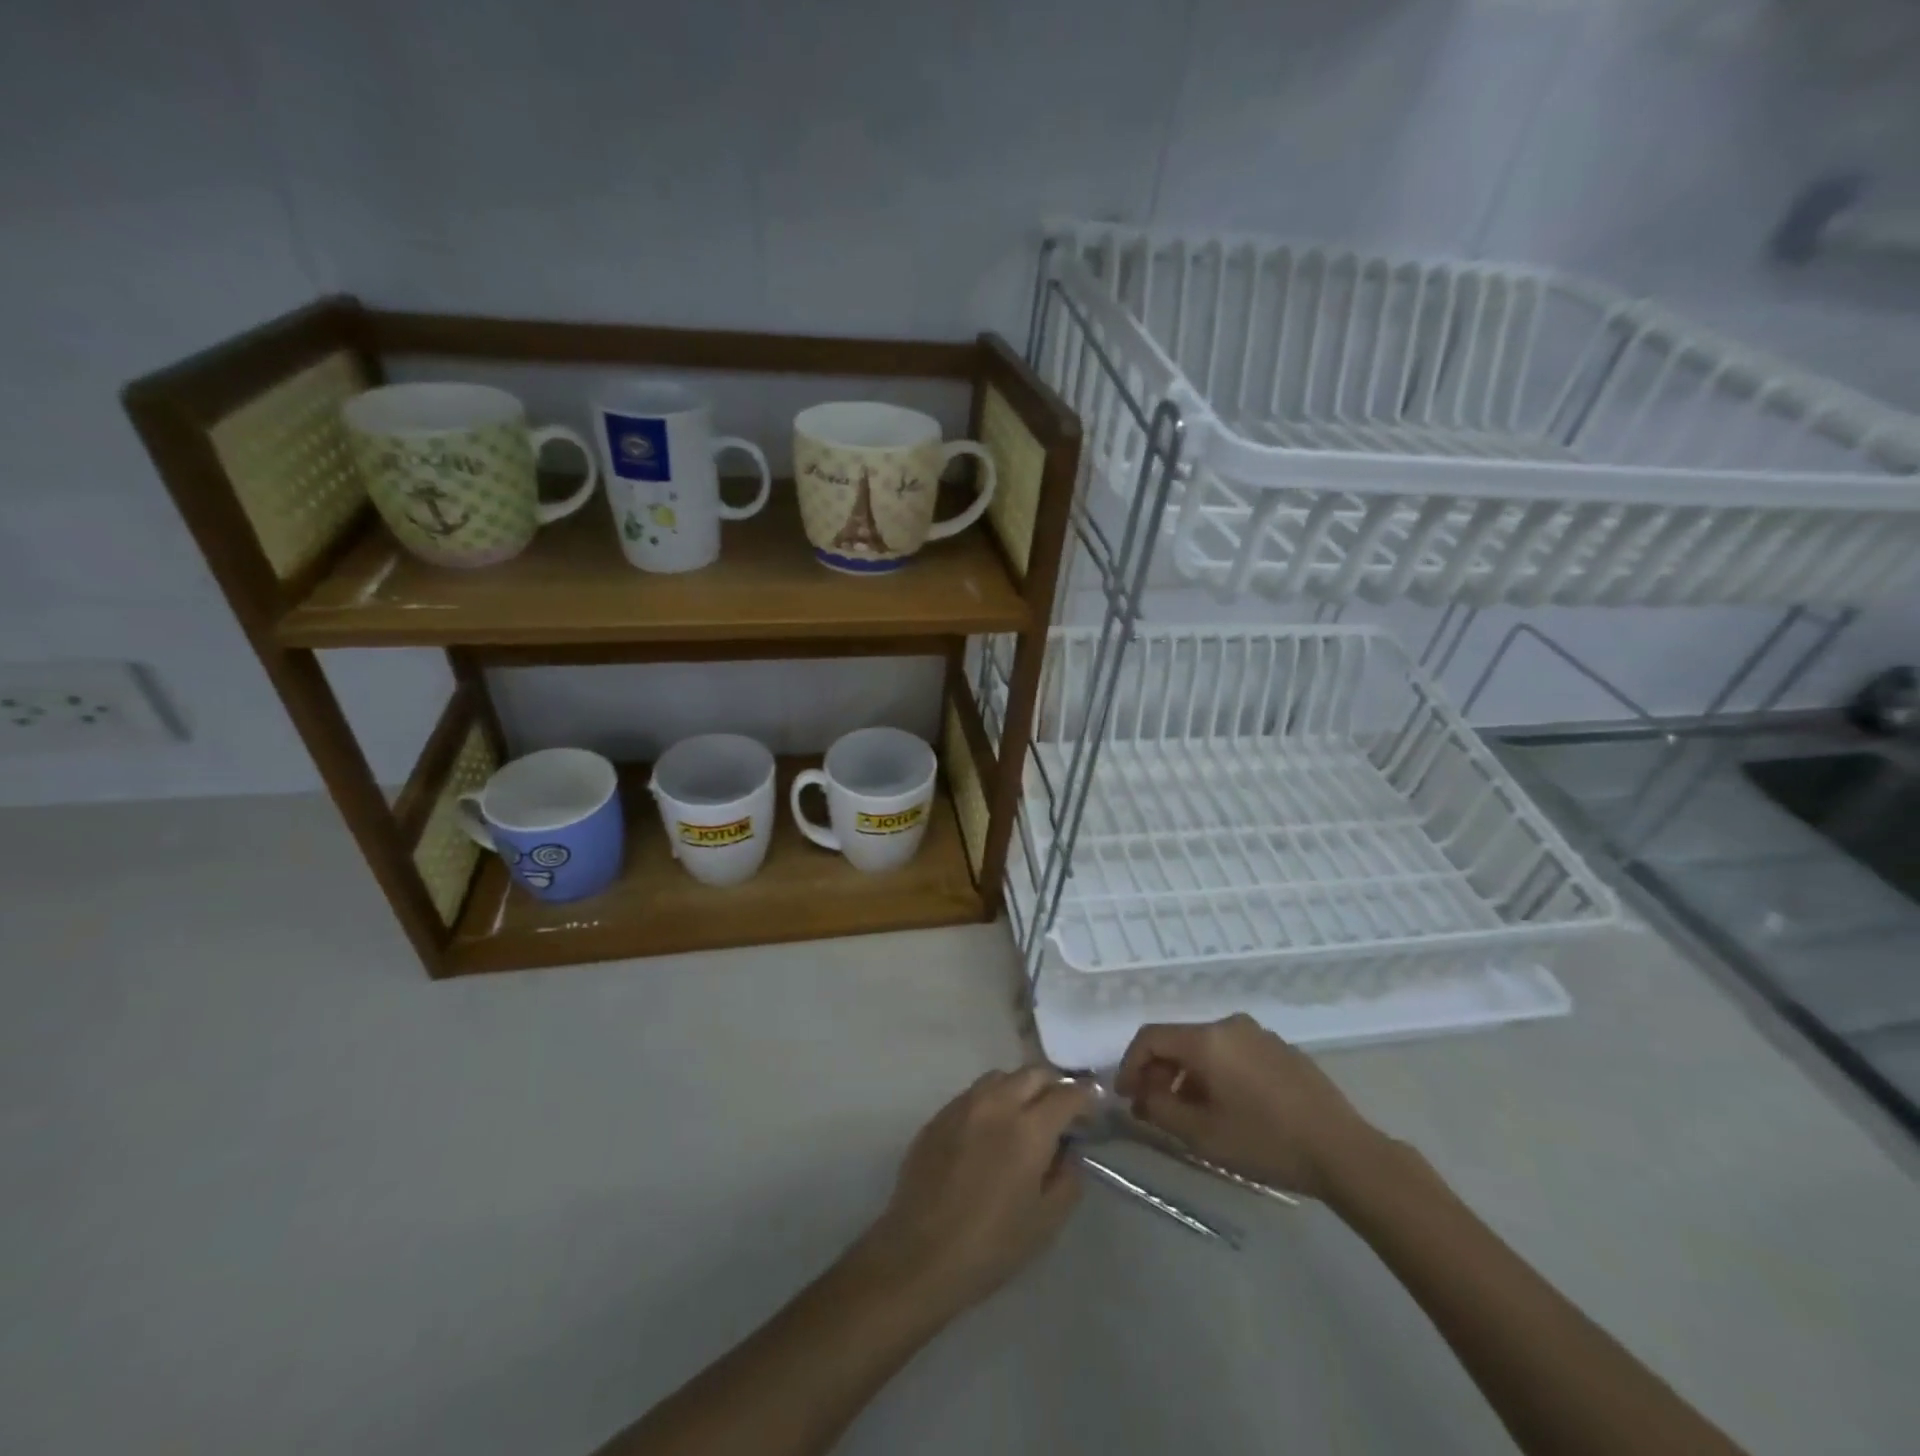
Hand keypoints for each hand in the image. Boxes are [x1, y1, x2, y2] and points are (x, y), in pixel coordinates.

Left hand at [857, 1067, 1094, 1318]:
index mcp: (1029, 1128)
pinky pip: (973, 1094)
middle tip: (1061, 1110)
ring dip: (1020, 1087)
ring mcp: (963, 1105)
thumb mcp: (1046, 1221)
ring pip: (1000, 1077)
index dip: (1086, 1096)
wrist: (920, 1254)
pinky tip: (990, 1130)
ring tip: (1025, 1115)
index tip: (1094, 1105)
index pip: (1067, 1094)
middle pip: (1033, 1073)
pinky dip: (991, 1100)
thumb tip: (1070, 1151)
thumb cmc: (991, 1245)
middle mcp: (996, 1104)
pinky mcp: (939, 1115)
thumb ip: (1068, 1178)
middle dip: (1053, 1085)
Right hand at [1114, 1014, 1380, 1200]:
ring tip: (1188, 1112)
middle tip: (1153, 1107)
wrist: (1344, 1151)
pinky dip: (1216, 1073)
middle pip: (1179, 1040)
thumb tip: (1141, 1094)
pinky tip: (1226, 1107)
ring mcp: (1258, 1034)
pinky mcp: (1281, 1049)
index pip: (1150, 1037)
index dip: (1130, 1064)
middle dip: (1159, 1072)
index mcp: (1207, 1039)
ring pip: (1206, 1048)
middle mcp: (1229, 1025)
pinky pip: (1233, 1053)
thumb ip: (1160, 1109)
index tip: (1125, 1095)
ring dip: (1187, 1075)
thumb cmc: (1265, 1142)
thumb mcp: (1202, 1135)